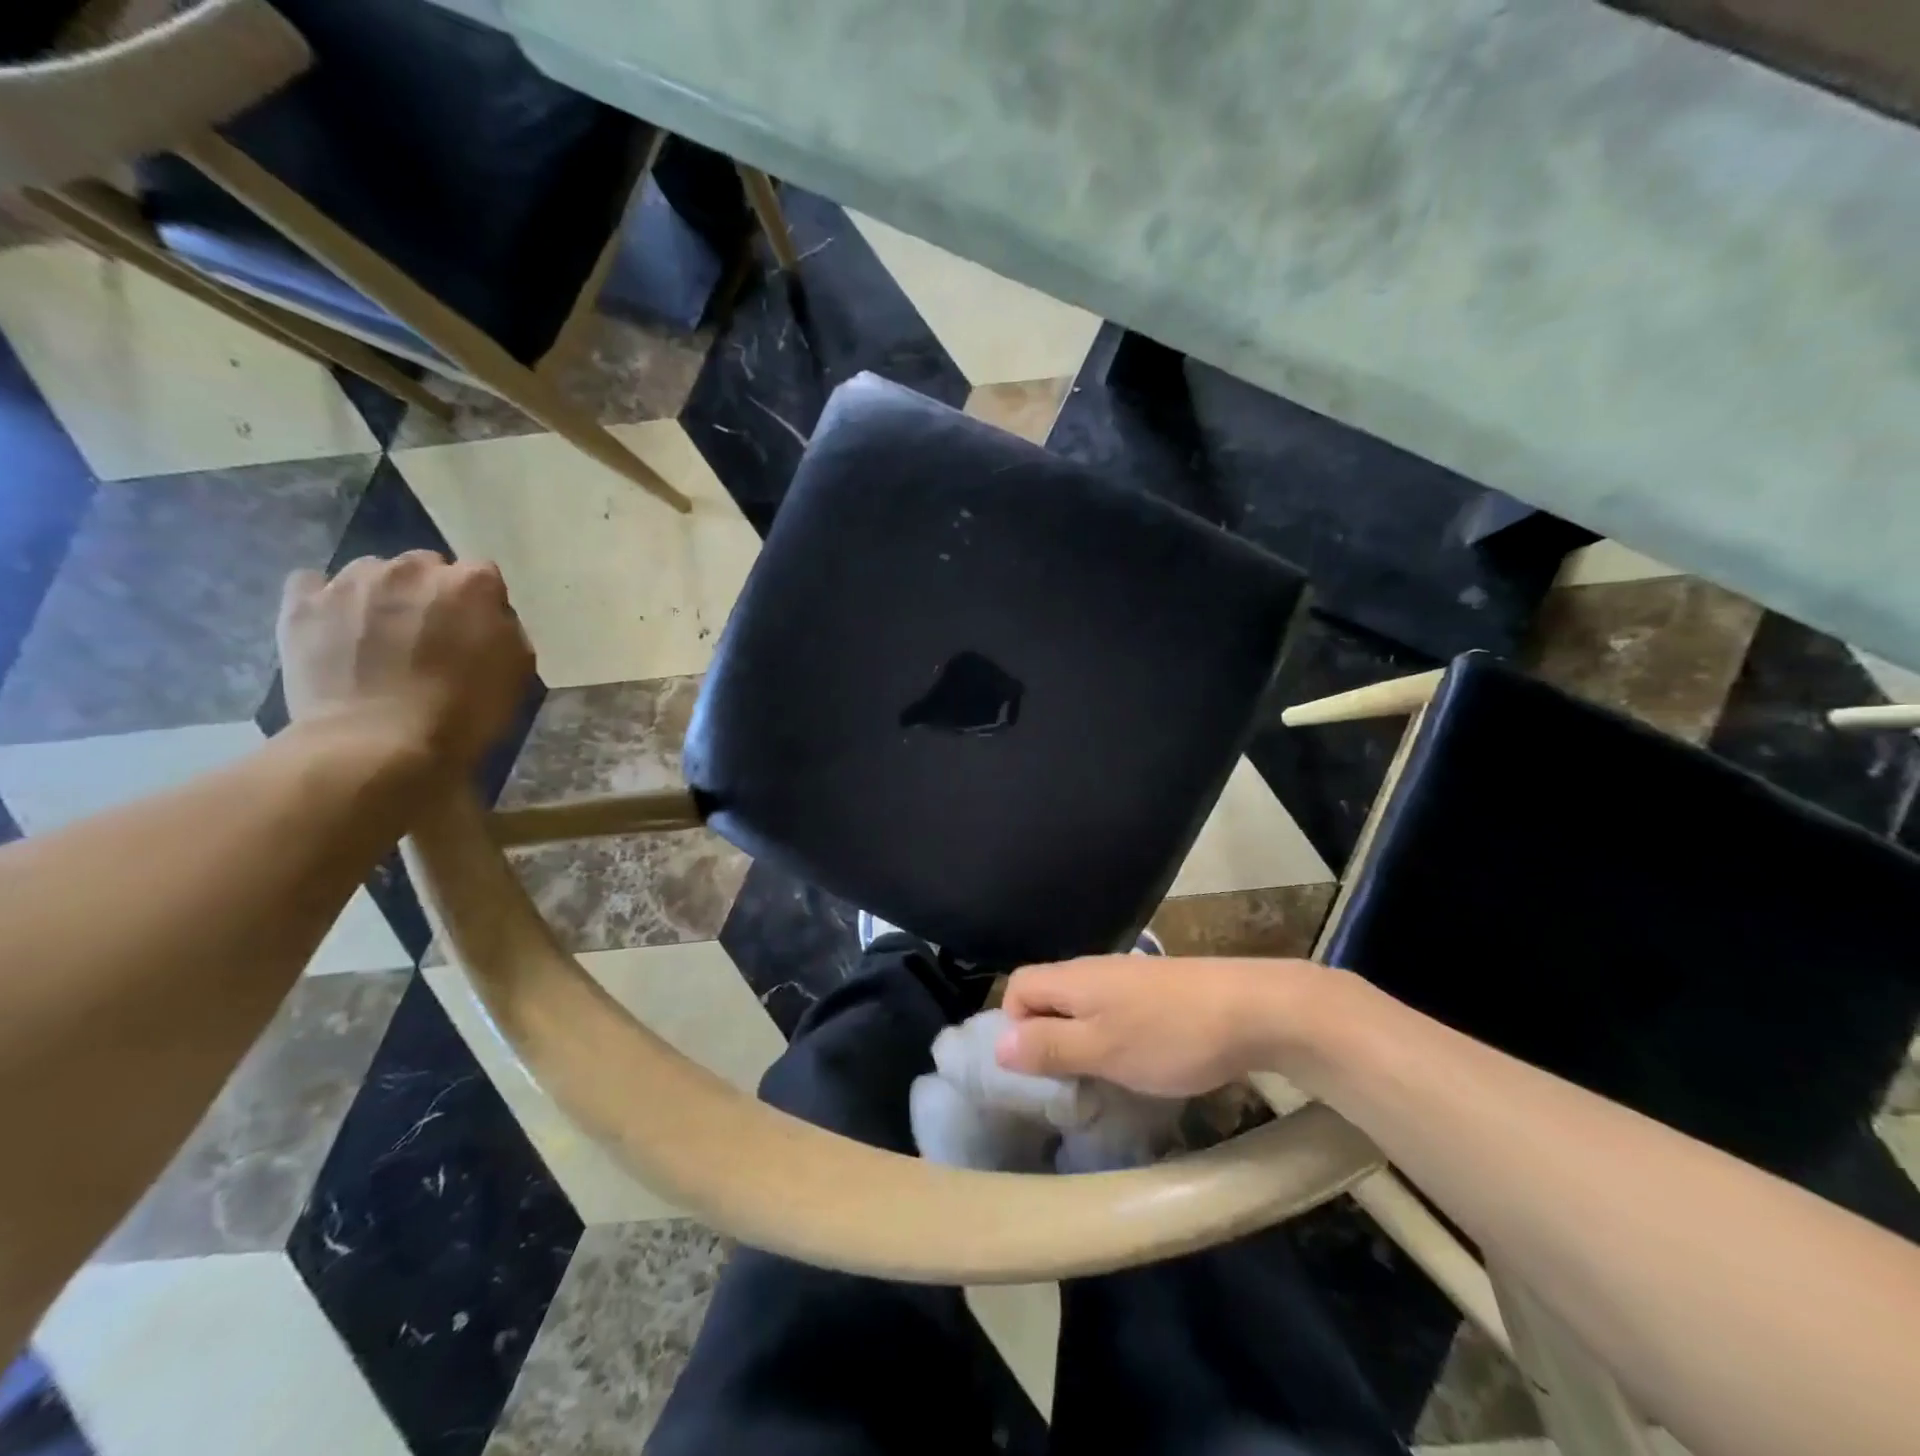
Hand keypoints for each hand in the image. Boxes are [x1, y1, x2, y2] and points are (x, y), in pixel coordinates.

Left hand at [277, 552, 533, 772]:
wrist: (379, 744)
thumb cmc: (465, 712)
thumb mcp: (518, 671)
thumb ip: (505, 629)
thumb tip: (487, 616)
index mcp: (471, 584)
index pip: (482, 575)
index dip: (481, 603)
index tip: (478, 630)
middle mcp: (412, 569)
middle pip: (425, 567)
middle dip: (430, 592)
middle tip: (430, 634)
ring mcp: (351, 581)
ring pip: (372, 571)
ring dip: (382, 595)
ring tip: (380, 635)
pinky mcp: (303, 603)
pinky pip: (315, 584)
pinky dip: (327, 601)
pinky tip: (337, 628)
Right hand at [995, 954, 1320, 1096]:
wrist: (1254, 1009)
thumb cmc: (1170, 1035)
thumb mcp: (1101, 1050)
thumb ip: (1048, 1046)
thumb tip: (997, 1045)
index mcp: (1072, 978)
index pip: (1017, 987)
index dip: (1014, 1025)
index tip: (1037, 1067)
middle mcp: (1093, 969)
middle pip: (1048, 995)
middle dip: (1047, 1037)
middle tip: (1069, 1080)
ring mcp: (1128, 976)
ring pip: (1082, 1005)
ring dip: (1081, 1039)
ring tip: (1104, 1077)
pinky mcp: (1156, 988)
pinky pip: (1114, 1009)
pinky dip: (1113, 1035)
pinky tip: (1141, 1060)